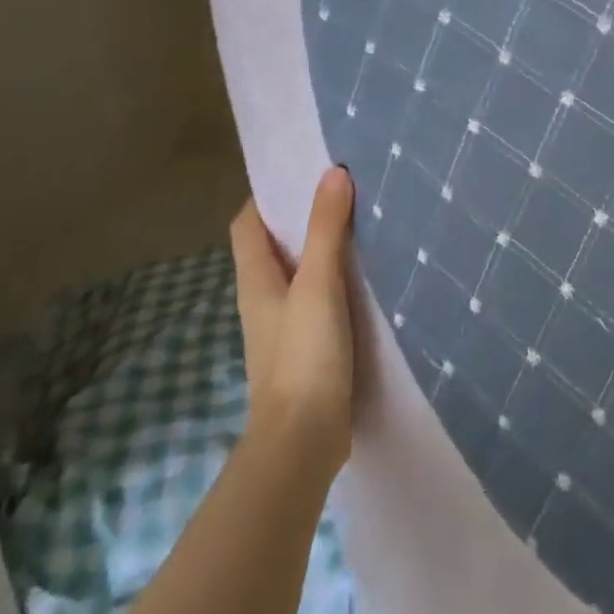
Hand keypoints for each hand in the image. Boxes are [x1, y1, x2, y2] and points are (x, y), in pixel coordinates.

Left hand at [228, 168, 356, 480]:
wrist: (303, 440)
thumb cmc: (303, 355)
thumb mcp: (318, 284)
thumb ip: (325, 229)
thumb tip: (333, 173)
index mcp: (255, 279)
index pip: (248, 223)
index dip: (268, 195)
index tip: (303, 172)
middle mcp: (263, 298)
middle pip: (274, 246)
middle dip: (301, 217)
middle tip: (341, 191)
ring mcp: (283, 326)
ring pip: (298, 273)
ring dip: (320, 249)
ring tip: (359, 225)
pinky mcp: (305, 349)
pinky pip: (317, 299)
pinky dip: (335, 281)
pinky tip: (365, 278)